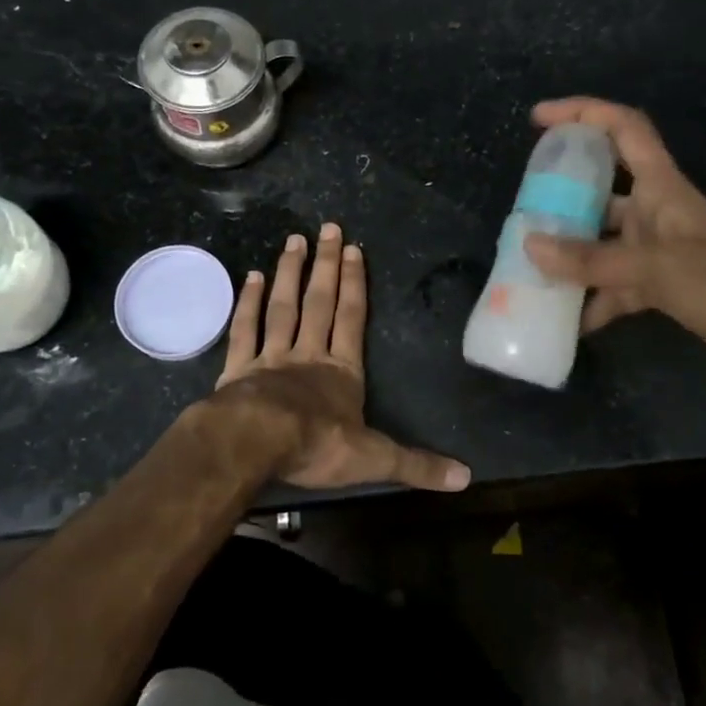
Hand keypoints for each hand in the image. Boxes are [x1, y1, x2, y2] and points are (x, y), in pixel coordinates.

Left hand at [212, 223, 470, 492]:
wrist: (256, 443)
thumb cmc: (318, 446)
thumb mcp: (376, 460)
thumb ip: (418, 465)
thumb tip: (467, 477)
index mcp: (342, 372)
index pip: (352, 320)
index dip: (355, 285)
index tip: (354, 249)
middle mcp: (308, 355)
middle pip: (319, 303)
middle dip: (326, 266)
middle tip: (327, 228)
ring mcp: (271, 358)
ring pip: (283, 308)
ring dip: (289, 274)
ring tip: (294, 240)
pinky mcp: (239, 370)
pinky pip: (245, 330)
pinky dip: (248, 304)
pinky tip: (251, 277)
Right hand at [522, 97, 705, 387]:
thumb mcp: (659, 270)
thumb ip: (593, 260)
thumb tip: (530, 246)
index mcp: (664, 189)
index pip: (624, 129)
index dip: (583, 113)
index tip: (539, 118)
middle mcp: (659, 213)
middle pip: (603, 188)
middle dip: (563, 194)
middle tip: (523, 209)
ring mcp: (661, 252)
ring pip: (604, 241)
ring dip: (572, 254)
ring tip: (531, 268)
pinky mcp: (665, 288)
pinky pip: (616, 285)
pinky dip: (594, 299)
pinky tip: (567, 320)